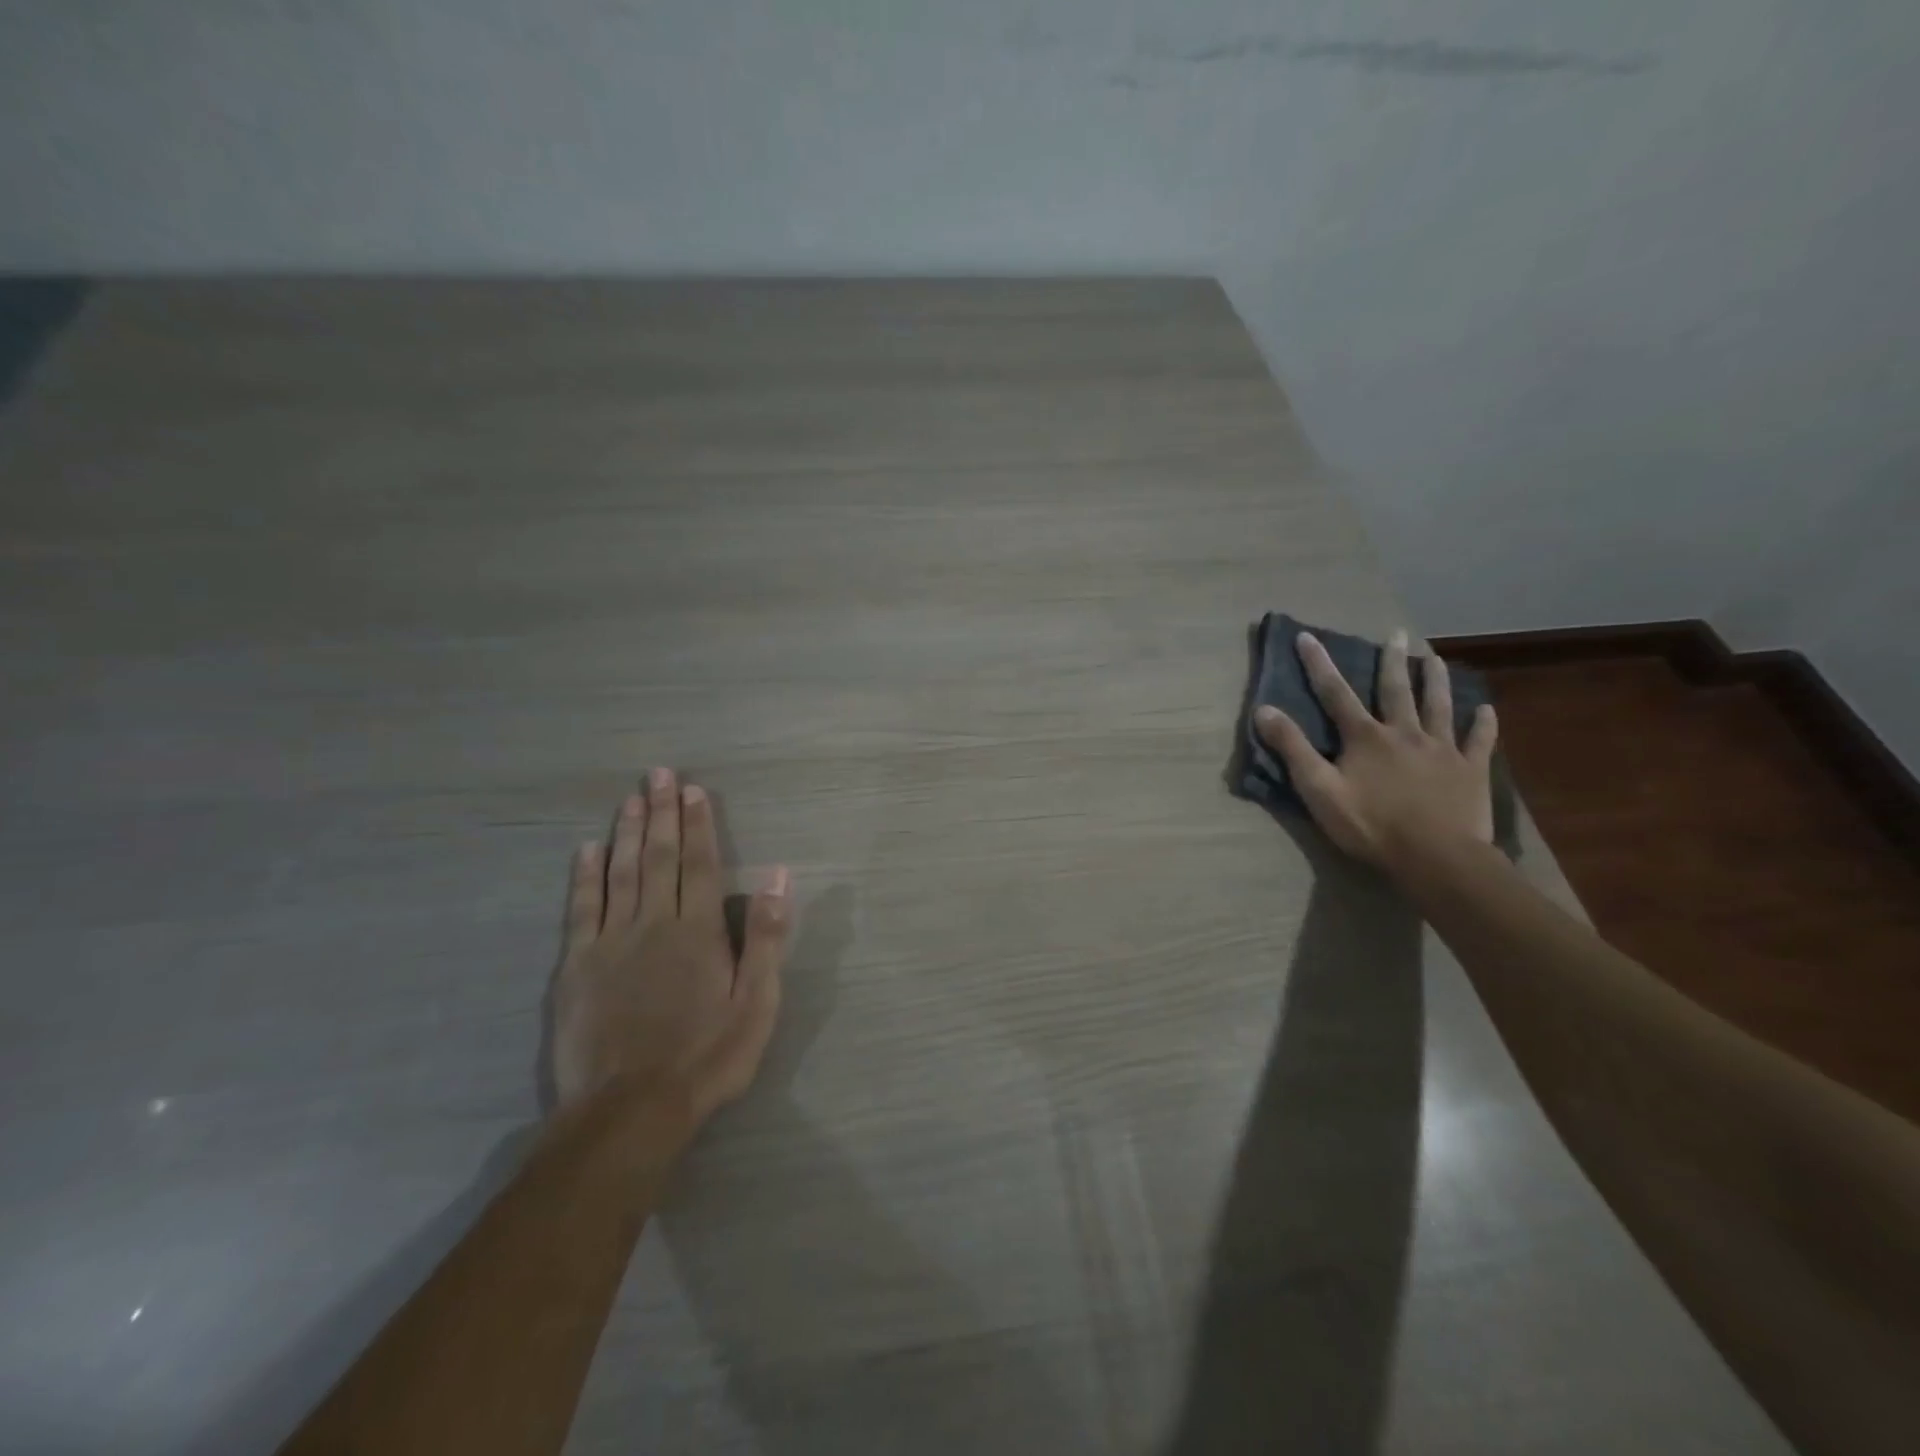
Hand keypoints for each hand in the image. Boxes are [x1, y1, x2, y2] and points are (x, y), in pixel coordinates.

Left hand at [552, 767, 792, 1138]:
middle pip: (659, 858)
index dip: (697, 825)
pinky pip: (582, 908)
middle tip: (657, 774)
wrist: (630, 1109)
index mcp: (698, 931)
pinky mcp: (577, 966)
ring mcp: (611, 942)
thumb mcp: (757, 1003)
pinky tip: (587, 850)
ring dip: (627, 833)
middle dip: (661, 814)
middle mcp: (654, 923)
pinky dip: (585, 876)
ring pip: (621, 873)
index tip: (692, 791)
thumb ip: (765, 937)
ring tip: (630, 799)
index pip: (700, 864)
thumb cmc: (706, 1057)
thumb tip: (776, 877)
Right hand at [1254, 630, 1497, 869]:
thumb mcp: (1318, 790)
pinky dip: (1483, 724)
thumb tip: (1264, 710)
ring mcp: (1442, 749)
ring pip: (1439, 706)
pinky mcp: (1471, 770)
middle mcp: (1404, 733)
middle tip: (1397, 634)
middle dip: (1391, 660)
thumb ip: (1292, 748)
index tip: (1307, 636)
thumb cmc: (1371, 825)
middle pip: (1396, 690)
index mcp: (1365, 738)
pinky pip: (1479, 741)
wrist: (1436, 857)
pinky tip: (1486, 710)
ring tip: (1436, 659)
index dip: (1319, 664)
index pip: (1336, 693)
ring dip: (1436, 680)